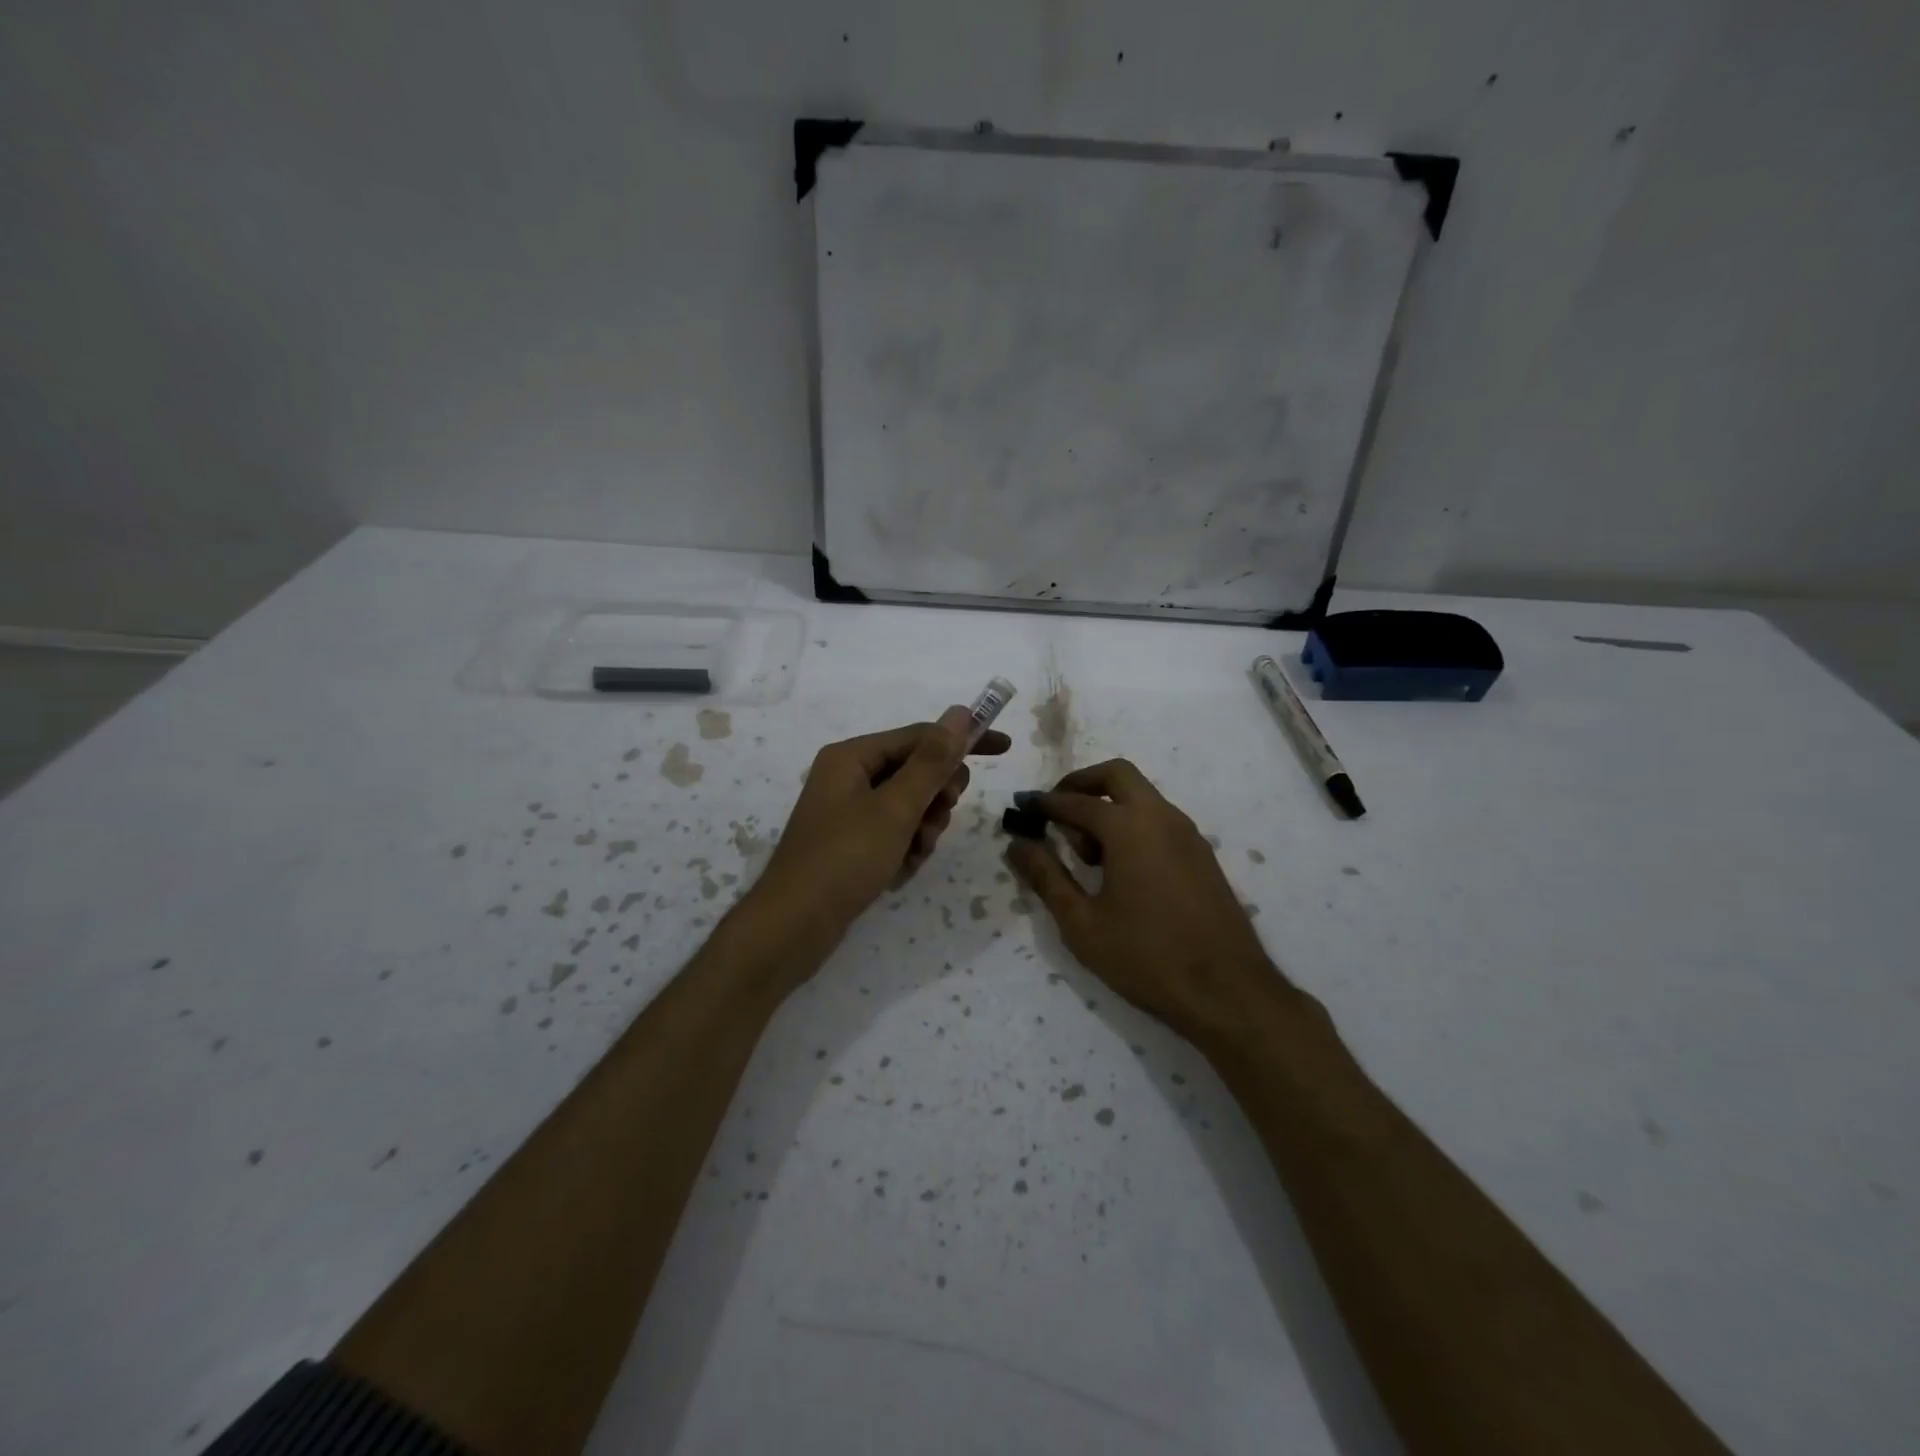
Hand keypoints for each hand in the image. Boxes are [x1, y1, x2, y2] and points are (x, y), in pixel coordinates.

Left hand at [753, 707, 1010, 939]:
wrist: (793, 927)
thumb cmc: (844, 859)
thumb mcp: (896, 808)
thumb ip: (932, 761)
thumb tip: (960, 713)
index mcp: (853, 757)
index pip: (921, 736)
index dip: (963, 741)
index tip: (1005, 749)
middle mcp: (849, 776)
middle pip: (917, 771)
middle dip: (935, 798)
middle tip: (934, 821)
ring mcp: (849, 811)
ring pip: (911, 806)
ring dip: (922, 829)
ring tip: (912, 854)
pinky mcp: (852, 842)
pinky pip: (895, 832)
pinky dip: (906, 849)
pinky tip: (898, 872)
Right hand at [1005, 760, 1291, 1046]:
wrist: (1227, 991)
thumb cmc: (1145, 956)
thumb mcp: (1082, 922)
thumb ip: (1047, 877)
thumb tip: (1018, 844)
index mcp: (1128, 827)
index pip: (1075, 802)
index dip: (1044, 804)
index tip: (1021, 809)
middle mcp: (1161, 817)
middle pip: (1117, 775)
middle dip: (1081, 784)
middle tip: (1056, 812)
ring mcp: (1187, 834)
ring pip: (1141, 797)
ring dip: (1109, 806)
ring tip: (1086, 854)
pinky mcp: (1202, 855)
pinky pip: (1159, 820)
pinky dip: (1133, 824)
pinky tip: (1120, 869)